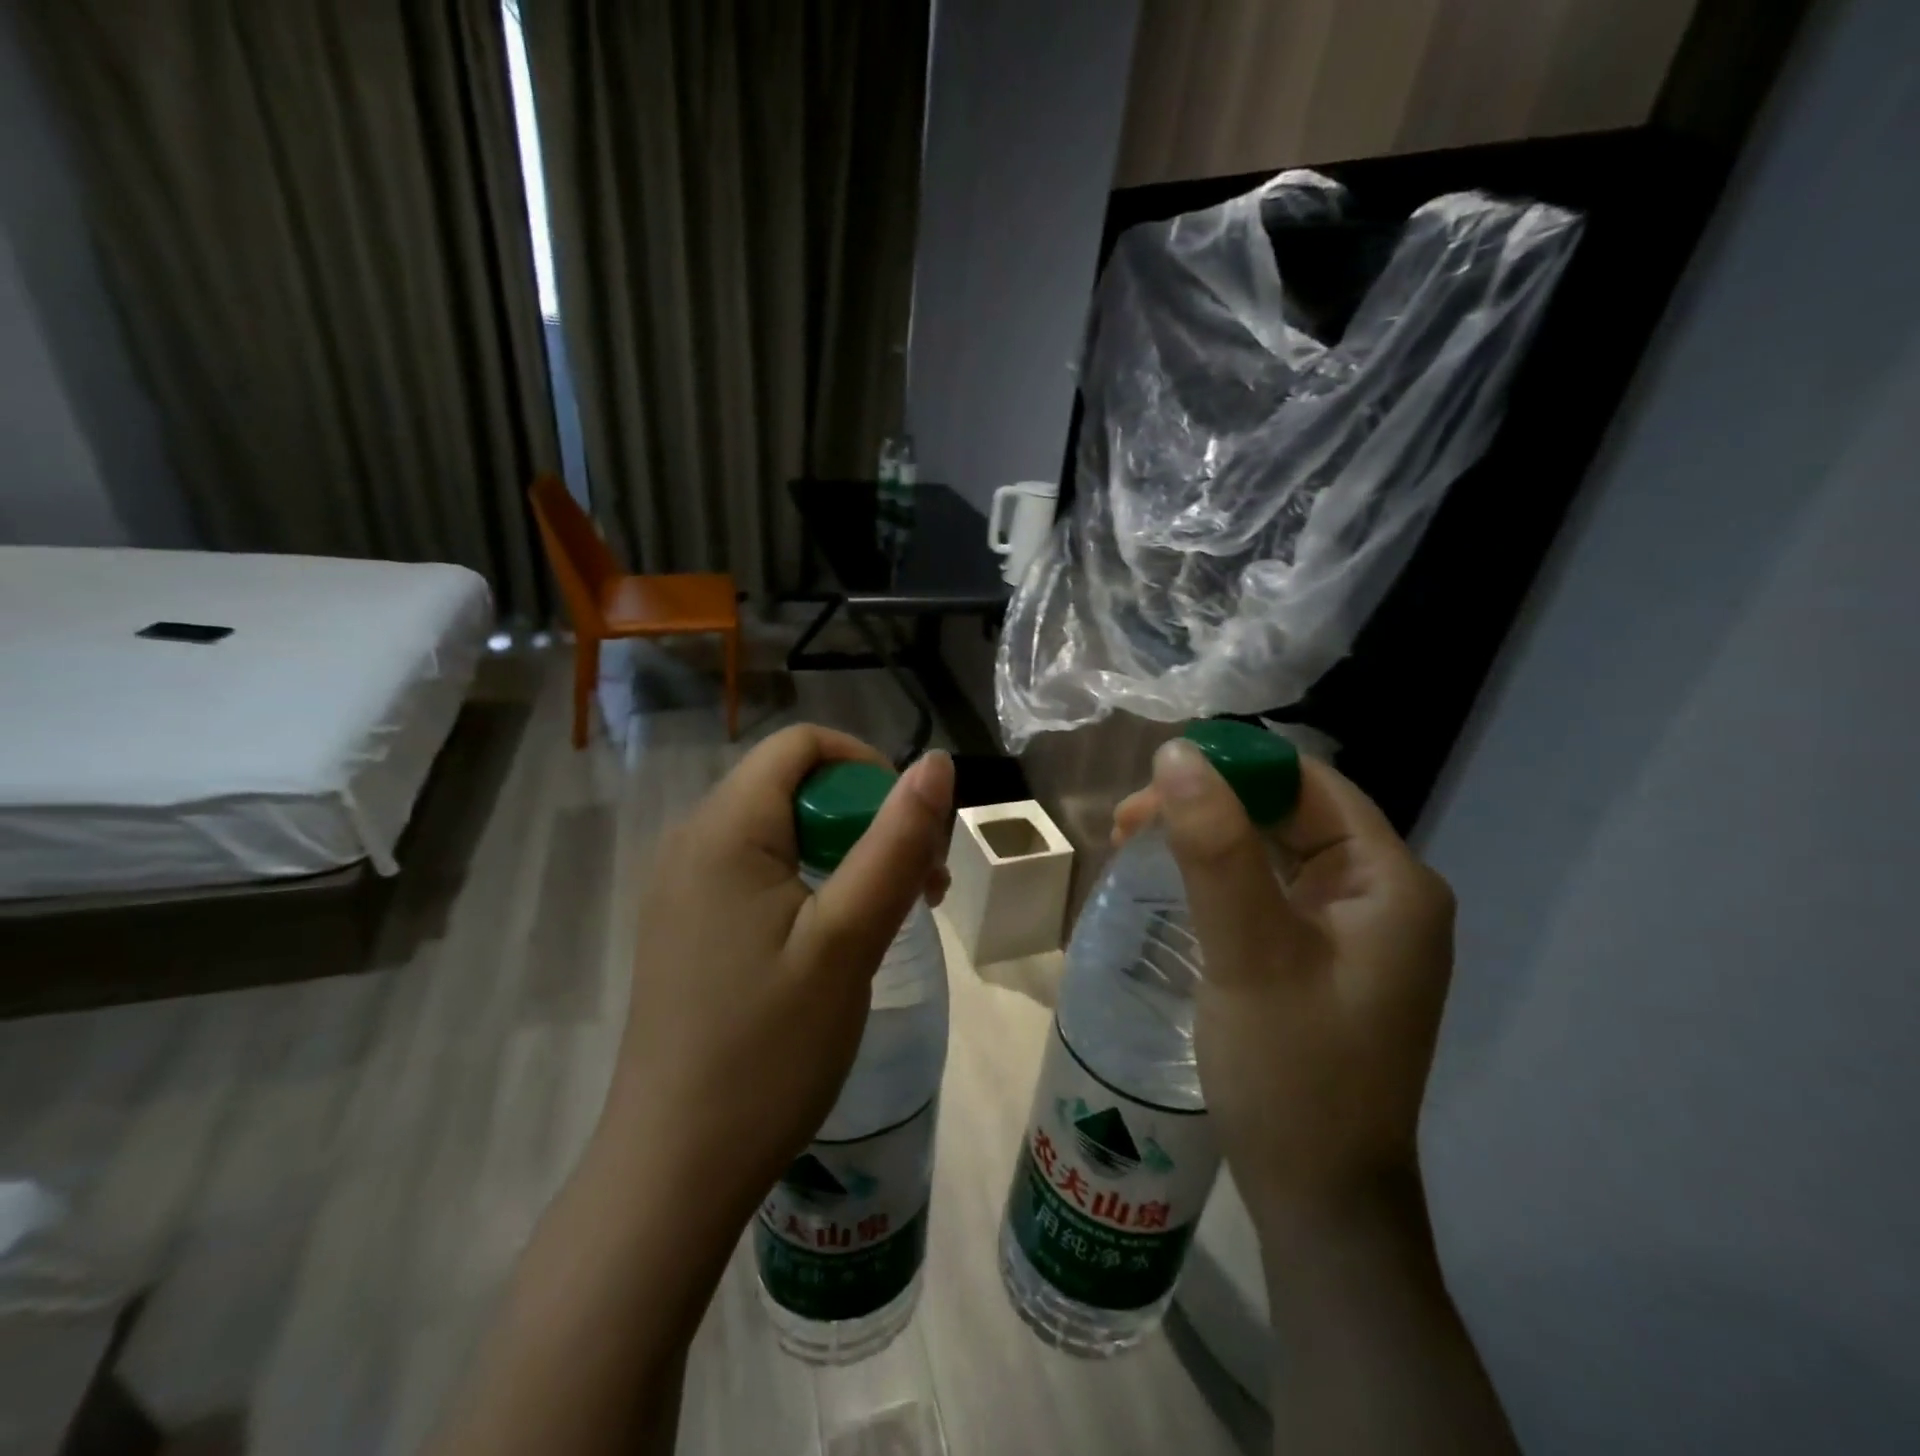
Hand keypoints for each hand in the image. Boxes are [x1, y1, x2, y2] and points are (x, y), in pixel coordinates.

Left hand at [603, 726, 953, 1225]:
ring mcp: (682, 886)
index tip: (912, 828)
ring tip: (890, 915)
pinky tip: (837, 938)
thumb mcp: (848, 939)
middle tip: (919, 886)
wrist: (675, 1169)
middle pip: (794, 785)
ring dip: (846, 852)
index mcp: (723, 829)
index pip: (802, 745)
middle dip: (866, 816)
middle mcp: (692, 840)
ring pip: (782, 829)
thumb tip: (935, 762)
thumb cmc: (768, 1050)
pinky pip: (758, 870)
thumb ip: (895, 843)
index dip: (867, 766)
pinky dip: (811, 881)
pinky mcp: (687, 925)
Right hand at [1114, 741, 1454, 1233]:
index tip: (1153, 781)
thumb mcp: (1248, 953)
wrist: (1319, 1200)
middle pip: (1289, 813)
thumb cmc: (1292, 1074)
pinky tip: (1175, 881)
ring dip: (1207, 837)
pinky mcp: (1325, 956)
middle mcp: (1383, 895)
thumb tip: (1177, 753)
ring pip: (1274, 849)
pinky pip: (1270, 889)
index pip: (1309, 784)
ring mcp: (1355, 929)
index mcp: (1391, 881)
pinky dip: (1219, 875)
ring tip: (1136, 843)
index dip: (1232, 767)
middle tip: (1129, 822)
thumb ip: (1215, 850)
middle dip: (1208, 804)